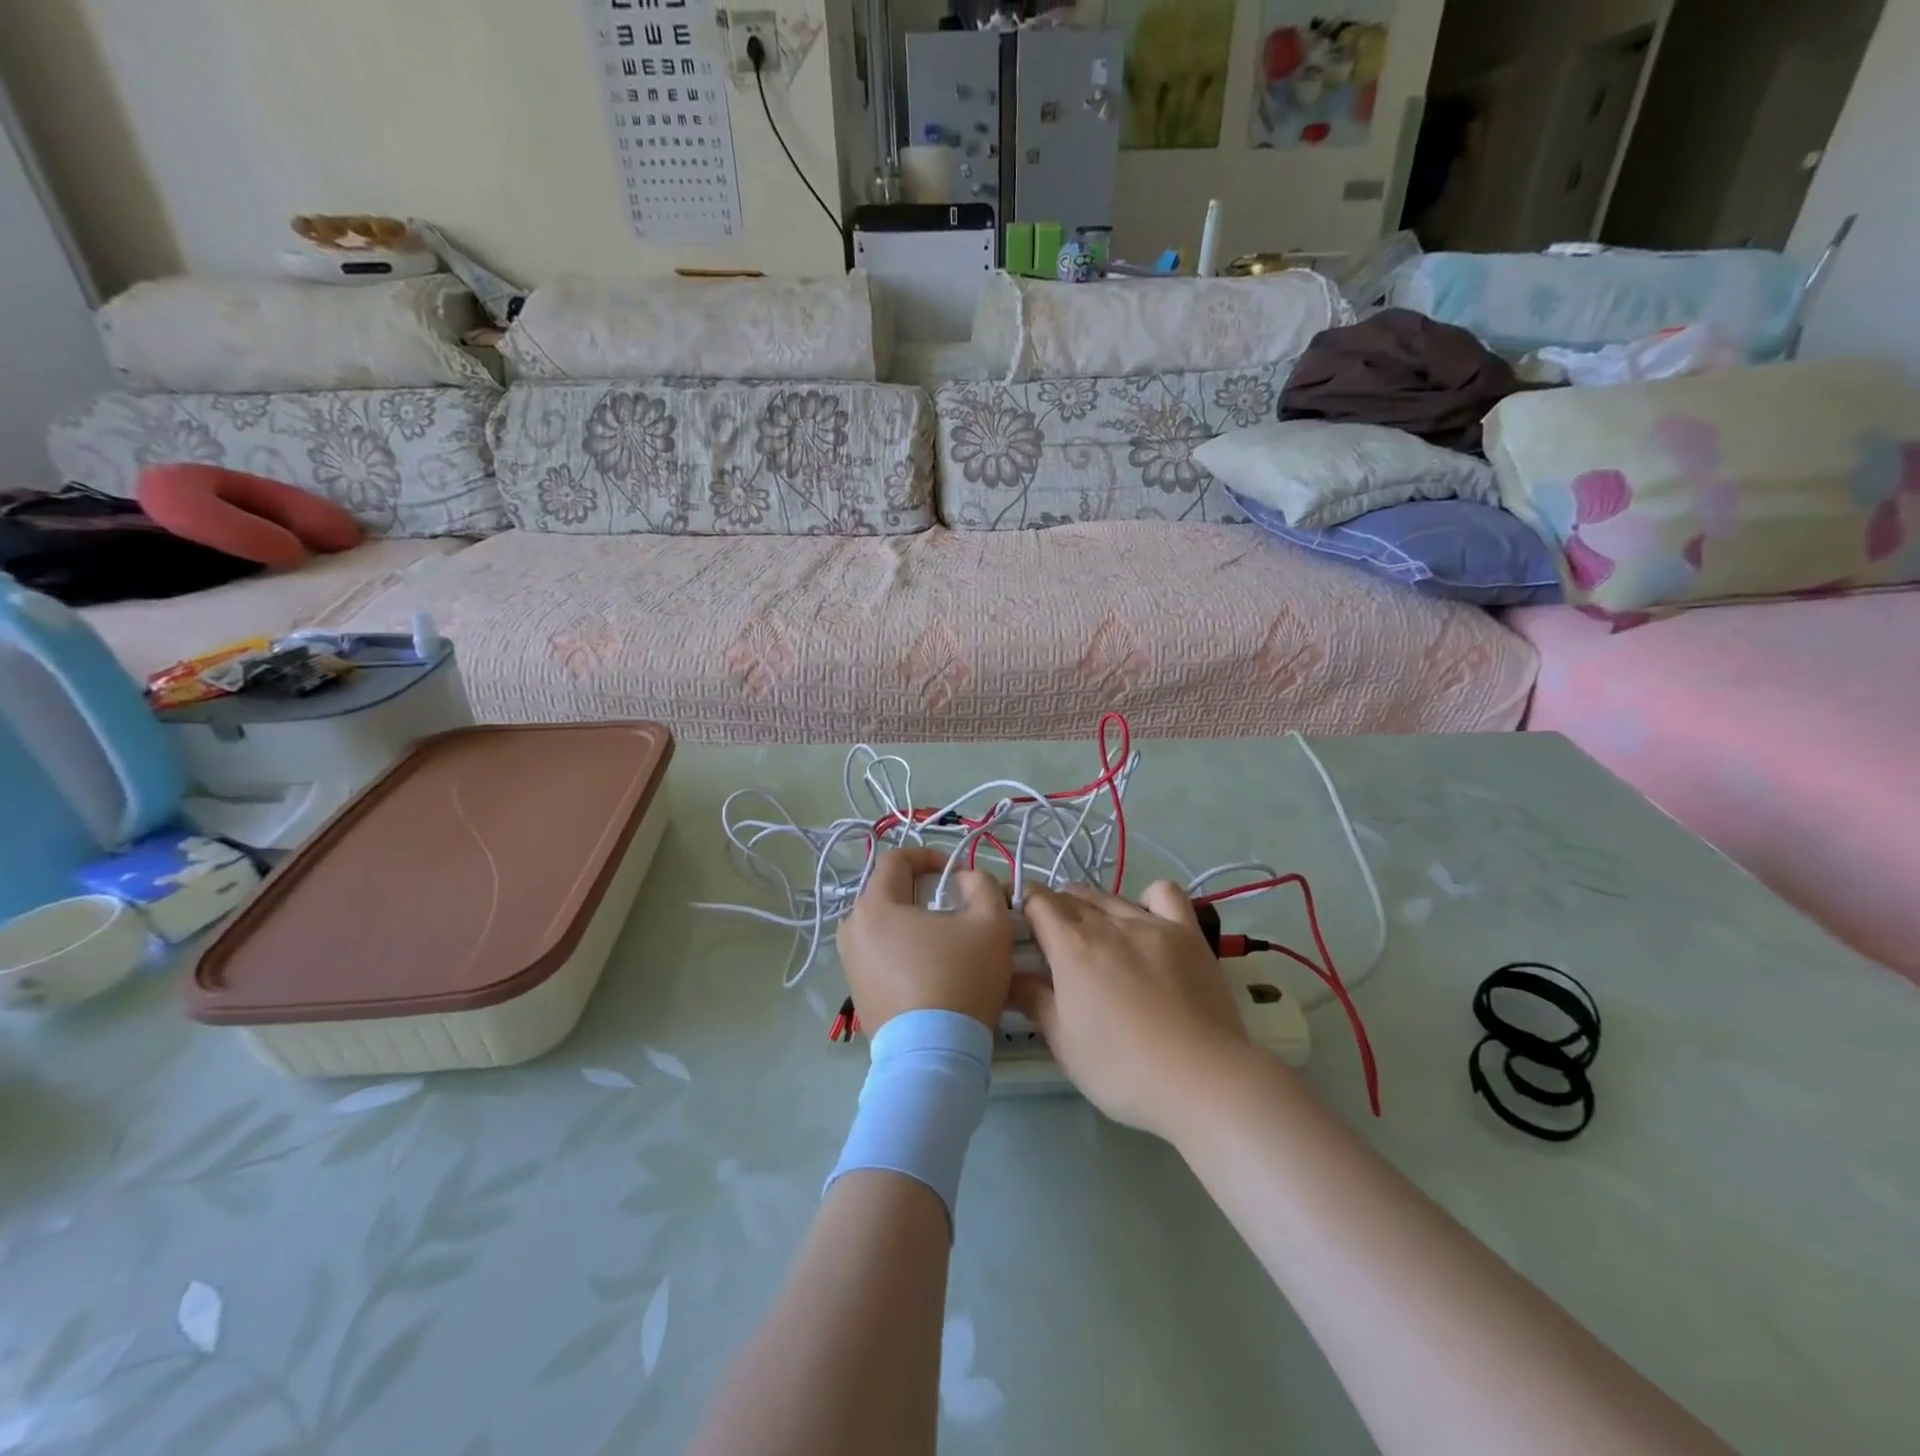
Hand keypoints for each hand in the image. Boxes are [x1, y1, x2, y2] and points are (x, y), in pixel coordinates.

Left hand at [837, 848, 1015, 1032]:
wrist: (933, 1057)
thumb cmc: (959, 980)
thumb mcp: (989, 923)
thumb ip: (981, 885)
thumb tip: (962, 881)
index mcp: (874, 906)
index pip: (896, 860)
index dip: (929, 857)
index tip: (957, 874)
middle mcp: (851, 930)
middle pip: (889, 893)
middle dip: (923, 892)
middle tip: (956, 909)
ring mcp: (850, 964)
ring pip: (886, 926)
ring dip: (914, 924)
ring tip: (946, 942)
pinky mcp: (857, 994)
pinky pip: (881, 955)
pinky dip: (904, 952)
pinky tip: (932, 973)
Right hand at [1014, 880, 1257, 1139]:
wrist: (1201, 1081)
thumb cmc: (1122, 1068)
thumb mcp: (1064, 1043)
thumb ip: (1034, 1001)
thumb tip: (1010, 975)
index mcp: (1072, 946)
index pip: (1038, 902)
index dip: (1024, 906)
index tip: (1021, 926)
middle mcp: (1109, 923)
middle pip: (1072, 896)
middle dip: (1056, 908)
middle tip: (1053, 941)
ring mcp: (1152, 924)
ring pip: (1111, 897)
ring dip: (1094, 905)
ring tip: (1096, 935)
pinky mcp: (1187, 933)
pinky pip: (1164, 895)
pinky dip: (1149, 899)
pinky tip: (1146, 921)